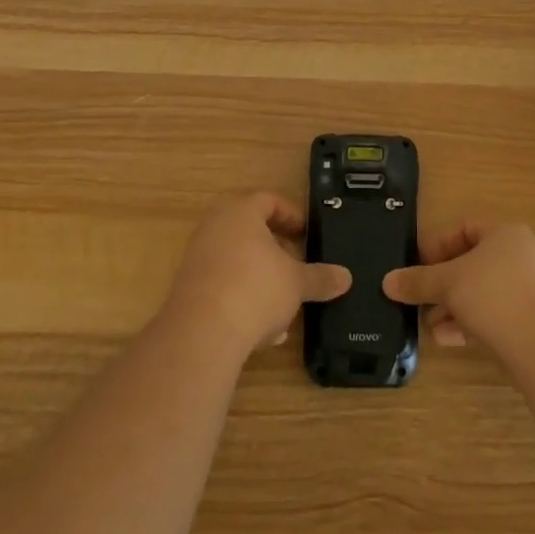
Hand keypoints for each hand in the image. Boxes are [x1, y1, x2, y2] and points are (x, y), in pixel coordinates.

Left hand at [162, 193, 351, 353]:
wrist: (201, 334)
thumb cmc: (255, 290)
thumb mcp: (296, 283)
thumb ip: (320, 277)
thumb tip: (346, 277)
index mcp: (241, 213)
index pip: (269, 200)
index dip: (291, 215)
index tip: (307, 233)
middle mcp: (215, 227)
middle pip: (251, 230)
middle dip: (277, 250)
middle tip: (297, 265)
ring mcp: (198, 257)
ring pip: (237, 260)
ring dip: (261, 277)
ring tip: (284, 303)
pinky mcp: (188, 288)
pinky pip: (223, 284)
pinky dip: (243, 297)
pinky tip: (261, 328)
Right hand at [383, 221, 534, 352]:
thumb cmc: (494, 296)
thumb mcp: (448, 284)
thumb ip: (418, 281)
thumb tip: (388, 281)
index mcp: (505, 233)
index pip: (464, 228)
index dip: (437, 245)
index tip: (416, 266)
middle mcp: (522, 255)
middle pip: (473, 263)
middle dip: (443, 284)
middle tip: (420, 300)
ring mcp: (532, 289)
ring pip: (483, 292)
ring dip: (454, 308)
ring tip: (430, 326)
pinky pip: (496, 315)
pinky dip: (471, 324)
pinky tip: (448, 341)